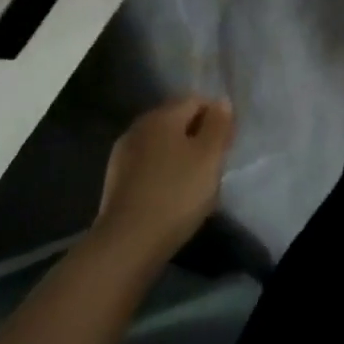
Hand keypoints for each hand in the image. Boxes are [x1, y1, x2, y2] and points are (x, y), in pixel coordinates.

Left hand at [96, 96, 235, 262]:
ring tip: (194, 182)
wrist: (127, 243)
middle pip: (177, 120)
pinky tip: (170, 194)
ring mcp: (123, 153)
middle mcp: (140, 126)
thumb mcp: (210, 156)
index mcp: (163, 115)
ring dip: (179, 154)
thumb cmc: (176, 193)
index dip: (217, 117)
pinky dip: (162, 171)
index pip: (197, 100)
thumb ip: (218, 124)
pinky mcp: (116, 179)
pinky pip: (148, 164)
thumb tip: (221, 101)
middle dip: (198, 135)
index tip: (227, 144)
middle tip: (214, 164)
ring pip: (162, 143)